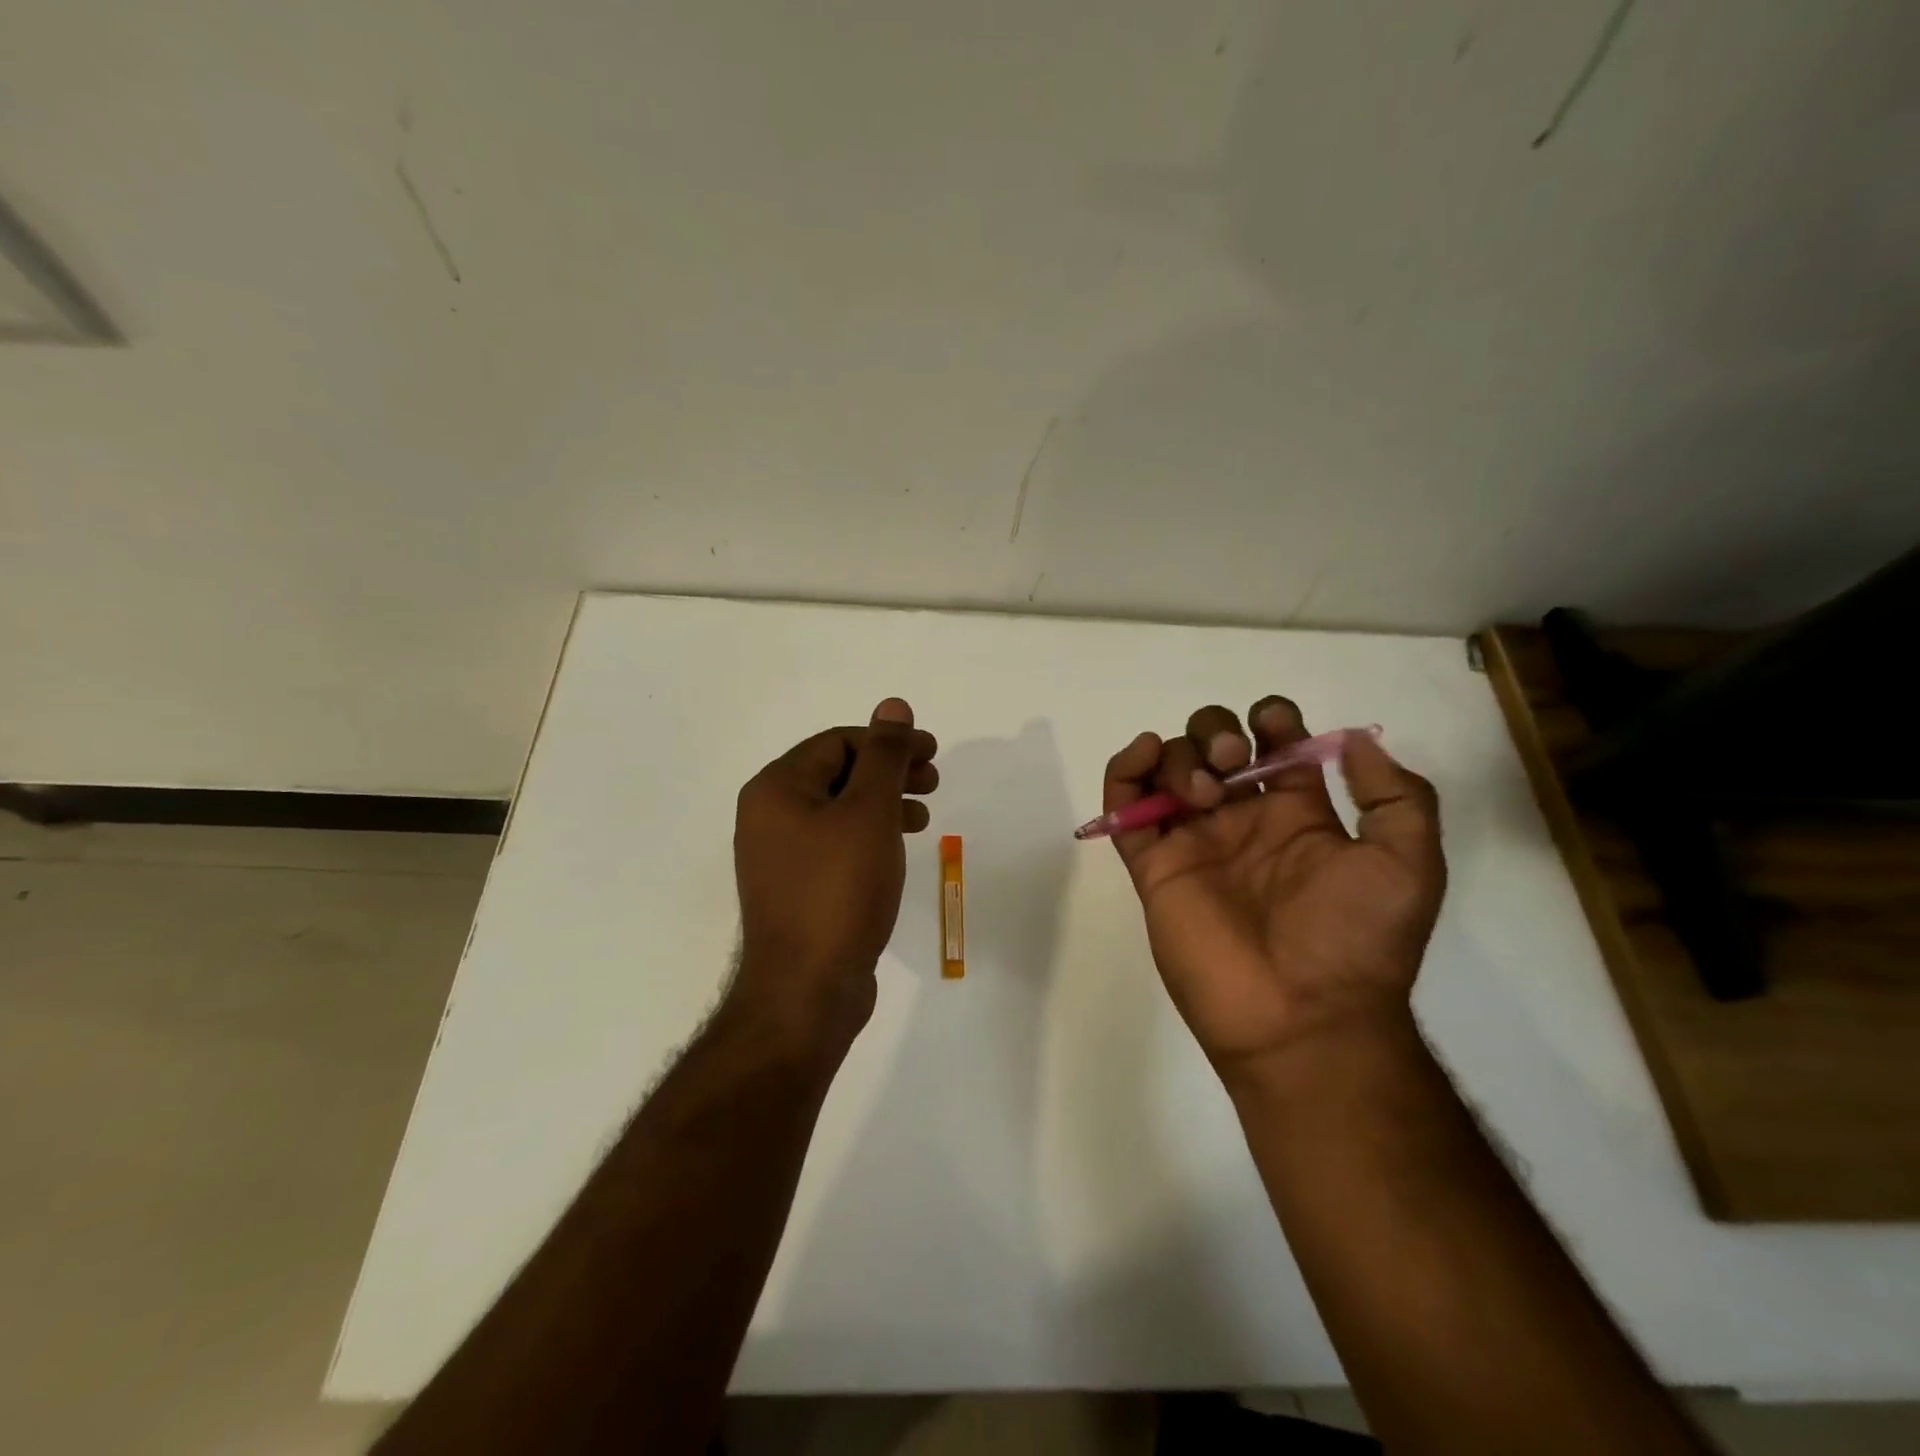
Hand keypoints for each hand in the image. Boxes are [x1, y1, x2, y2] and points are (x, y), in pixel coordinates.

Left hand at [729, 698, 938, 1055]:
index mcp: (776, 788)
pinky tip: (897, 848)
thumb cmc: (838, 891)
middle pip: (838, 772)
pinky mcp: (798, 887)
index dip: (889, 741)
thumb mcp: (869, 813)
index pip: (838, 743)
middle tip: (934, 779)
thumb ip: (884, 756)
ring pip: (840, 809)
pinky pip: (836, 842)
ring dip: (884, 802)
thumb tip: (893, 705)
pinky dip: (870, 835)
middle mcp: (769, 815)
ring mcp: (780, 855)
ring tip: (924, 814)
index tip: (933, 753)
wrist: (806, 990)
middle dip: (889, 771)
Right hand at [1103, 696, 1443, 1078]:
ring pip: (1169, 768)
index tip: (1272, 726)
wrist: (1302, 1017)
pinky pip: (1123, 807)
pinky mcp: (1154, 866)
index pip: (1273, 744)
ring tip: (1203, 792)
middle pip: (1212, 745)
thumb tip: (1353, 741)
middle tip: (1232, 759)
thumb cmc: (1356, 939)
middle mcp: (1240, 821)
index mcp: (1297, 815)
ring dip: (1180, 754)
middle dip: (1215, 731)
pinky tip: (1145, 756)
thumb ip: (1395, 795)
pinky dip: (1124, 770)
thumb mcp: (1408, 863)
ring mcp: (1193, 842)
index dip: (1270, 719)